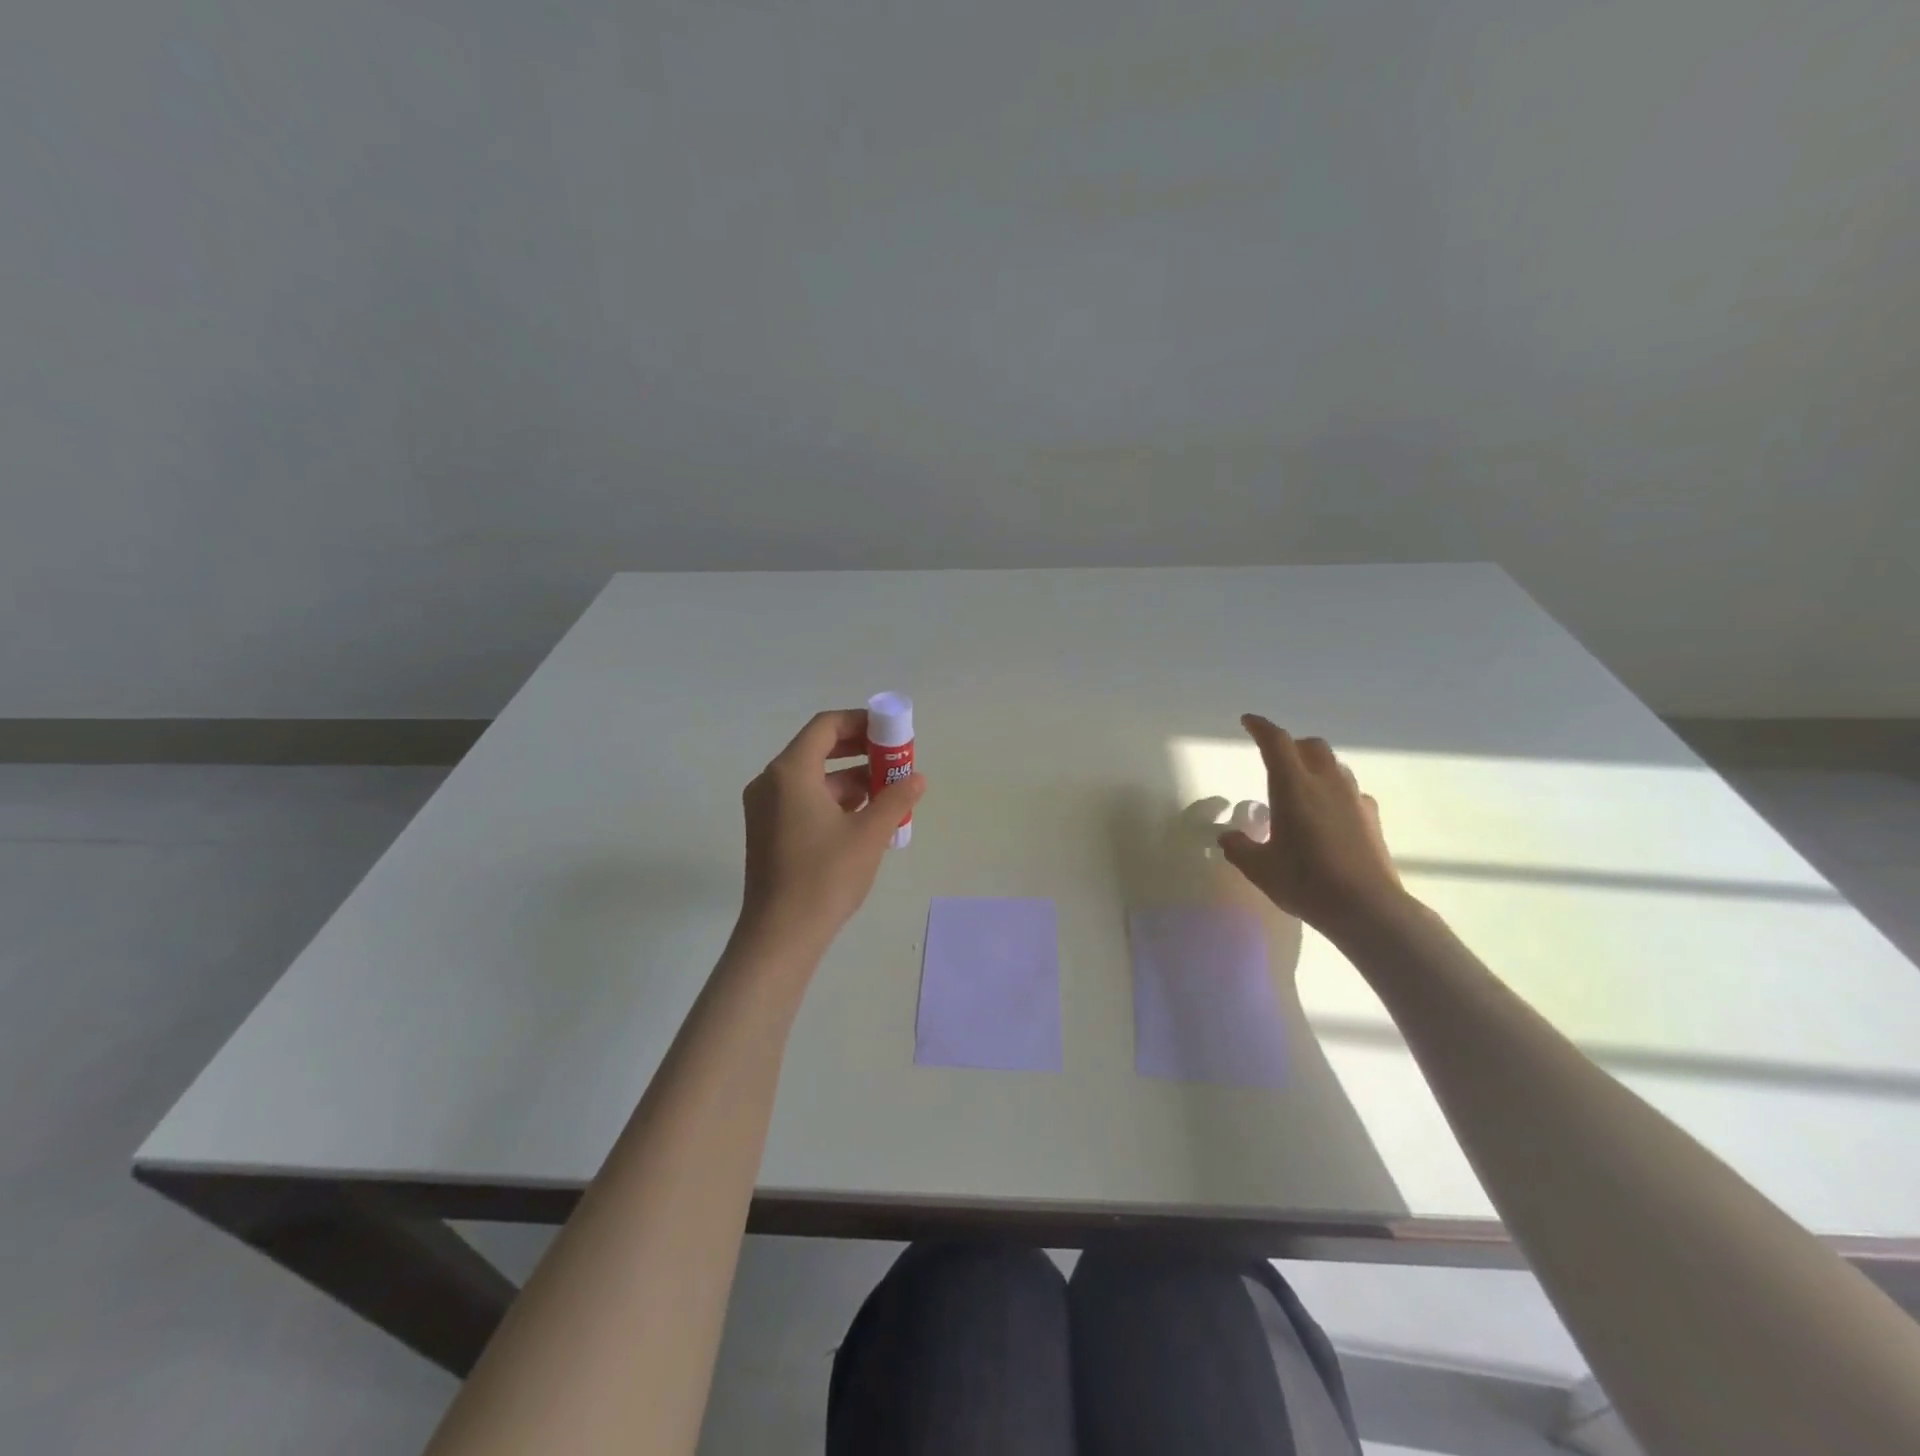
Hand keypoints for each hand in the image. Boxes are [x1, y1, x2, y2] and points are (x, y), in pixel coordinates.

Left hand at [735, 709, 925, 959]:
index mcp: (791, 772)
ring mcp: (765, 808)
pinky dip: (833, 800)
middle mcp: (771, 782)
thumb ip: (895, 798)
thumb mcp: (869, 833)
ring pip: (812, 777)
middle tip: (894, 760)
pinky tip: (863, 818)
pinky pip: (803, 799)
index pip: (826, 726)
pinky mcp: (767, 831)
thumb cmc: (826, 876)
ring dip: (849, 778)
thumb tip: (917, 778)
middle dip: (859, 751)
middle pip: (818, 749)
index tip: (891, 732)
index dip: (861, 722)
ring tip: (887, 793)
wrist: (781, 934)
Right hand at [1217, 714, 1402, 935]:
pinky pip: (1351, 792)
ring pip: (1334, 766)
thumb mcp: (1260, 869)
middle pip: (1311, 746)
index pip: (1276, 742)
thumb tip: (1227, 837)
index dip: (1260, 727)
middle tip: (1275, 760)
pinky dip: (1335, 794)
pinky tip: (1328, 817)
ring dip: (1315, 767)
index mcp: (1293, 787)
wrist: (1368, 908)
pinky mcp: (1372, 819)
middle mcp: (1326, 783)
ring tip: (1301, 790)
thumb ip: (1239, 848)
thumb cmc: (1306, 882)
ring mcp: (1354, 799)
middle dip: (1291, 745)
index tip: (1248, 721)